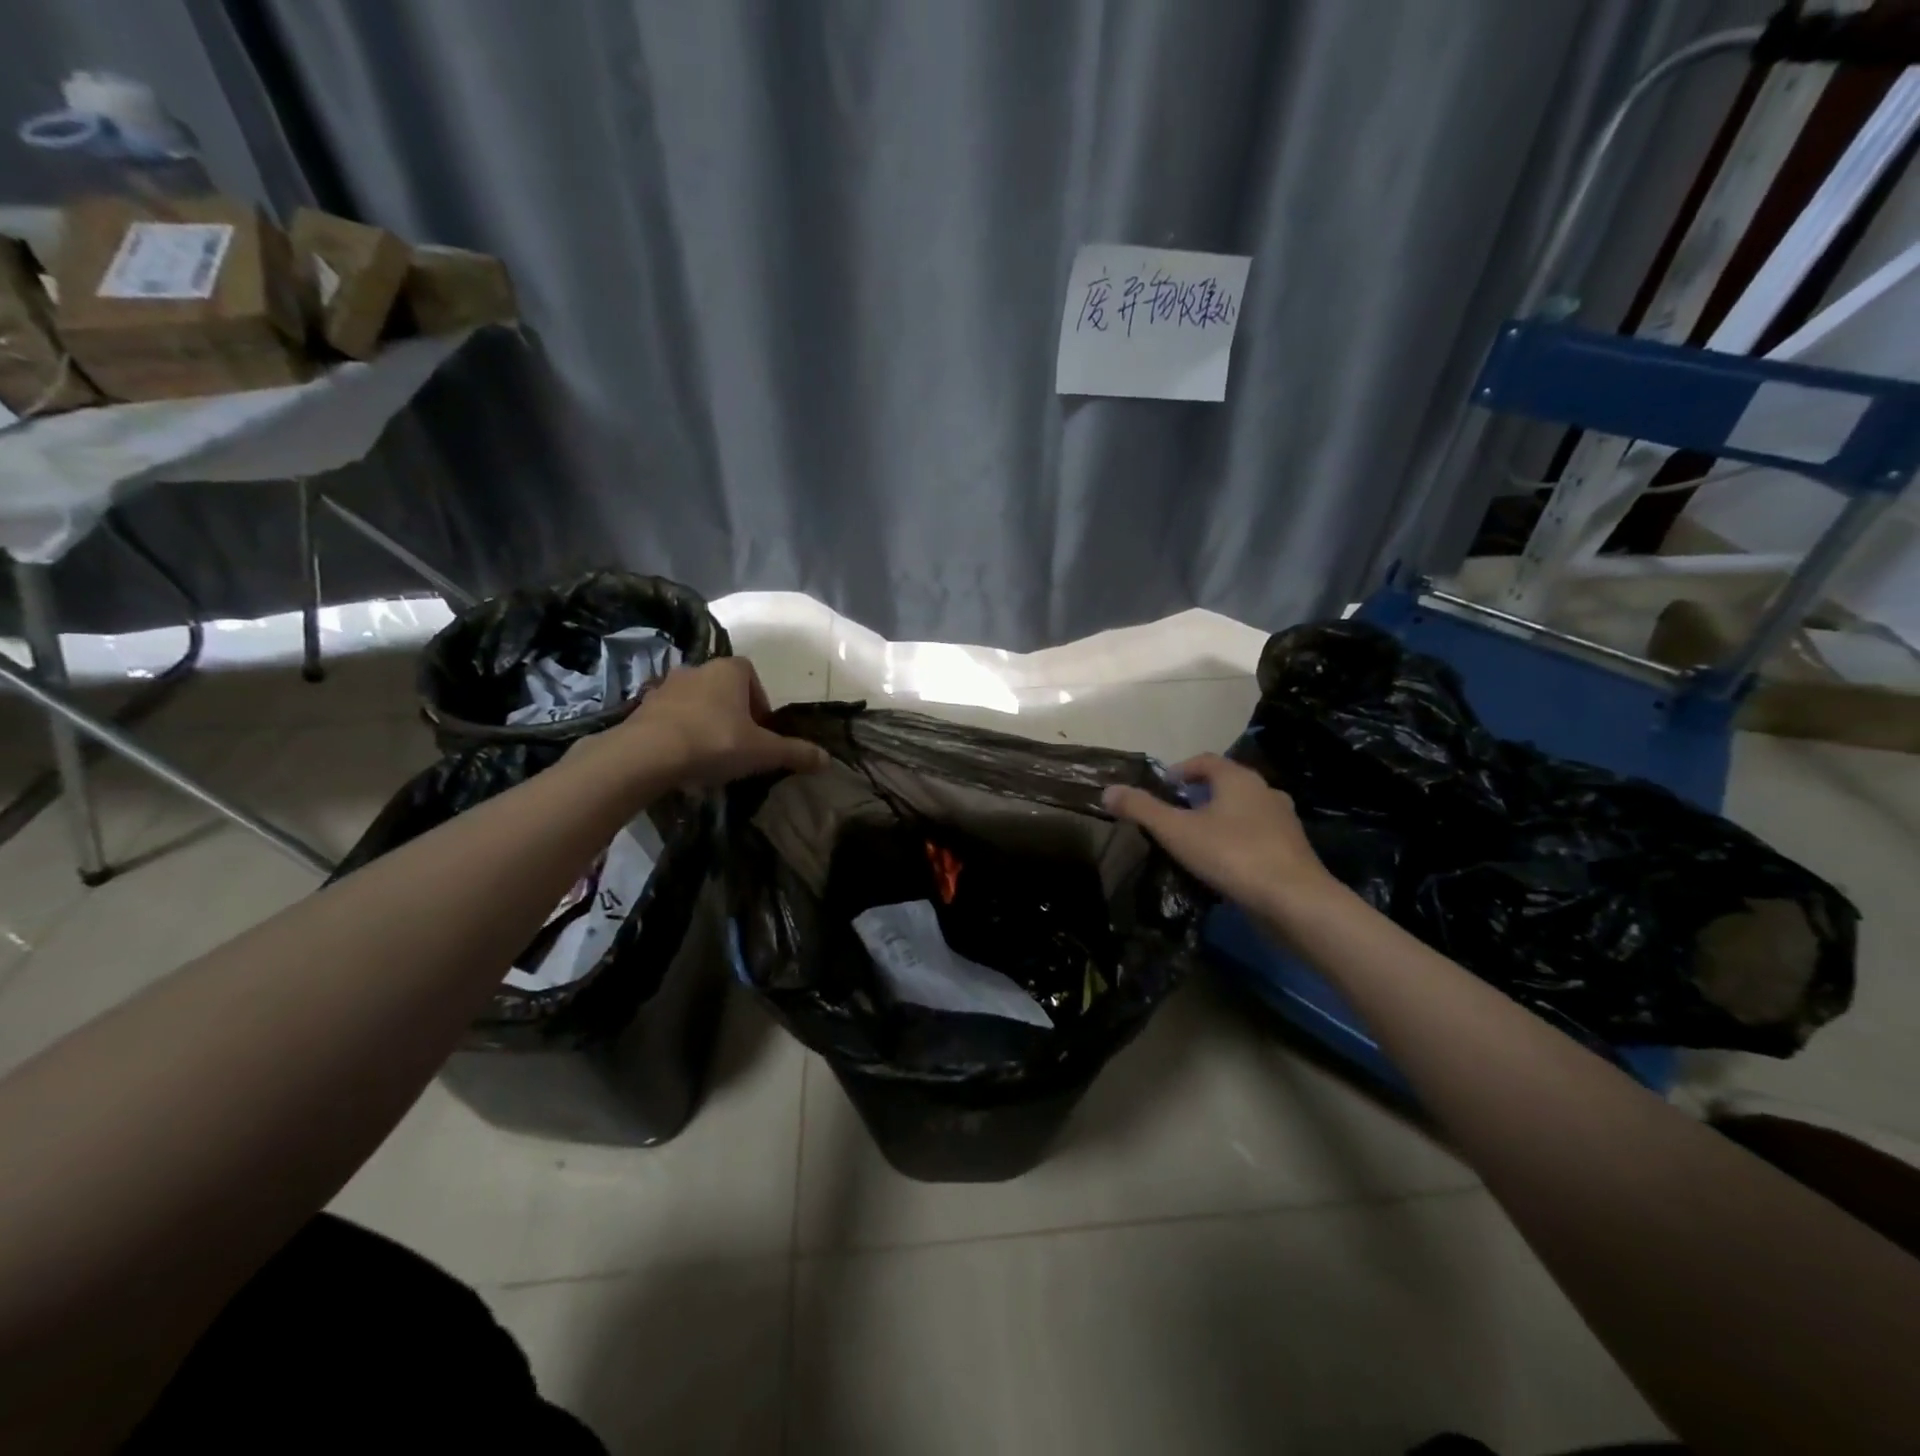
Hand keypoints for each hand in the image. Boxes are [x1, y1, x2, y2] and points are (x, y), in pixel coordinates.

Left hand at [603, 657, 829, 787]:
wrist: (647, 754)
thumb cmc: (715, 742)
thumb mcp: (763, 752)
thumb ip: (795, 753)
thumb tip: (827, 760)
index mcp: (730, 670)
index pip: (752, 676)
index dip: (761, 703)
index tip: (762, 731)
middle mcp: (697, 669)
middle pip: (723, 689)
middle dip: (733, 713)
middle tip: (740, 745)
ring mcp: (666, 687)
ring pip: (695, 702)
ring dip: (705, 722)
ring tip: (710, 755)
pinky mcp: (642, 708)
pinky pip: (670, 718)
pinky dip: (679, 733)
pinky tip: (683, 759)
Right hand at [1103, 754, 1332, 914]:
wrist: (1294, 901)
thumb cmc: (1232, 855)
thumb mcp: (1176, 831)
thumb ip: (1141, 809)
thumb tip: (1108, 790)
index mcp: (1238, 779)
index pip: (1205, 761)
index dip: (1181, 769)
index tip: (1162, 787)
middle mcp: (1265, 791)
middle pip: (1226, 784)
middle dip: (1199, 795)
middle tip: (1174, 814)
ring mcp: (1283, 821)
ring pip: (1244, 811)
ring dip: (1220, 819)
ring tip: (1197, 840)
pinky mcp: (1292, 850)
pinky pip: (1257, 836)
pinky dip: (1238, 841)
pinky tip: (1224, 864)